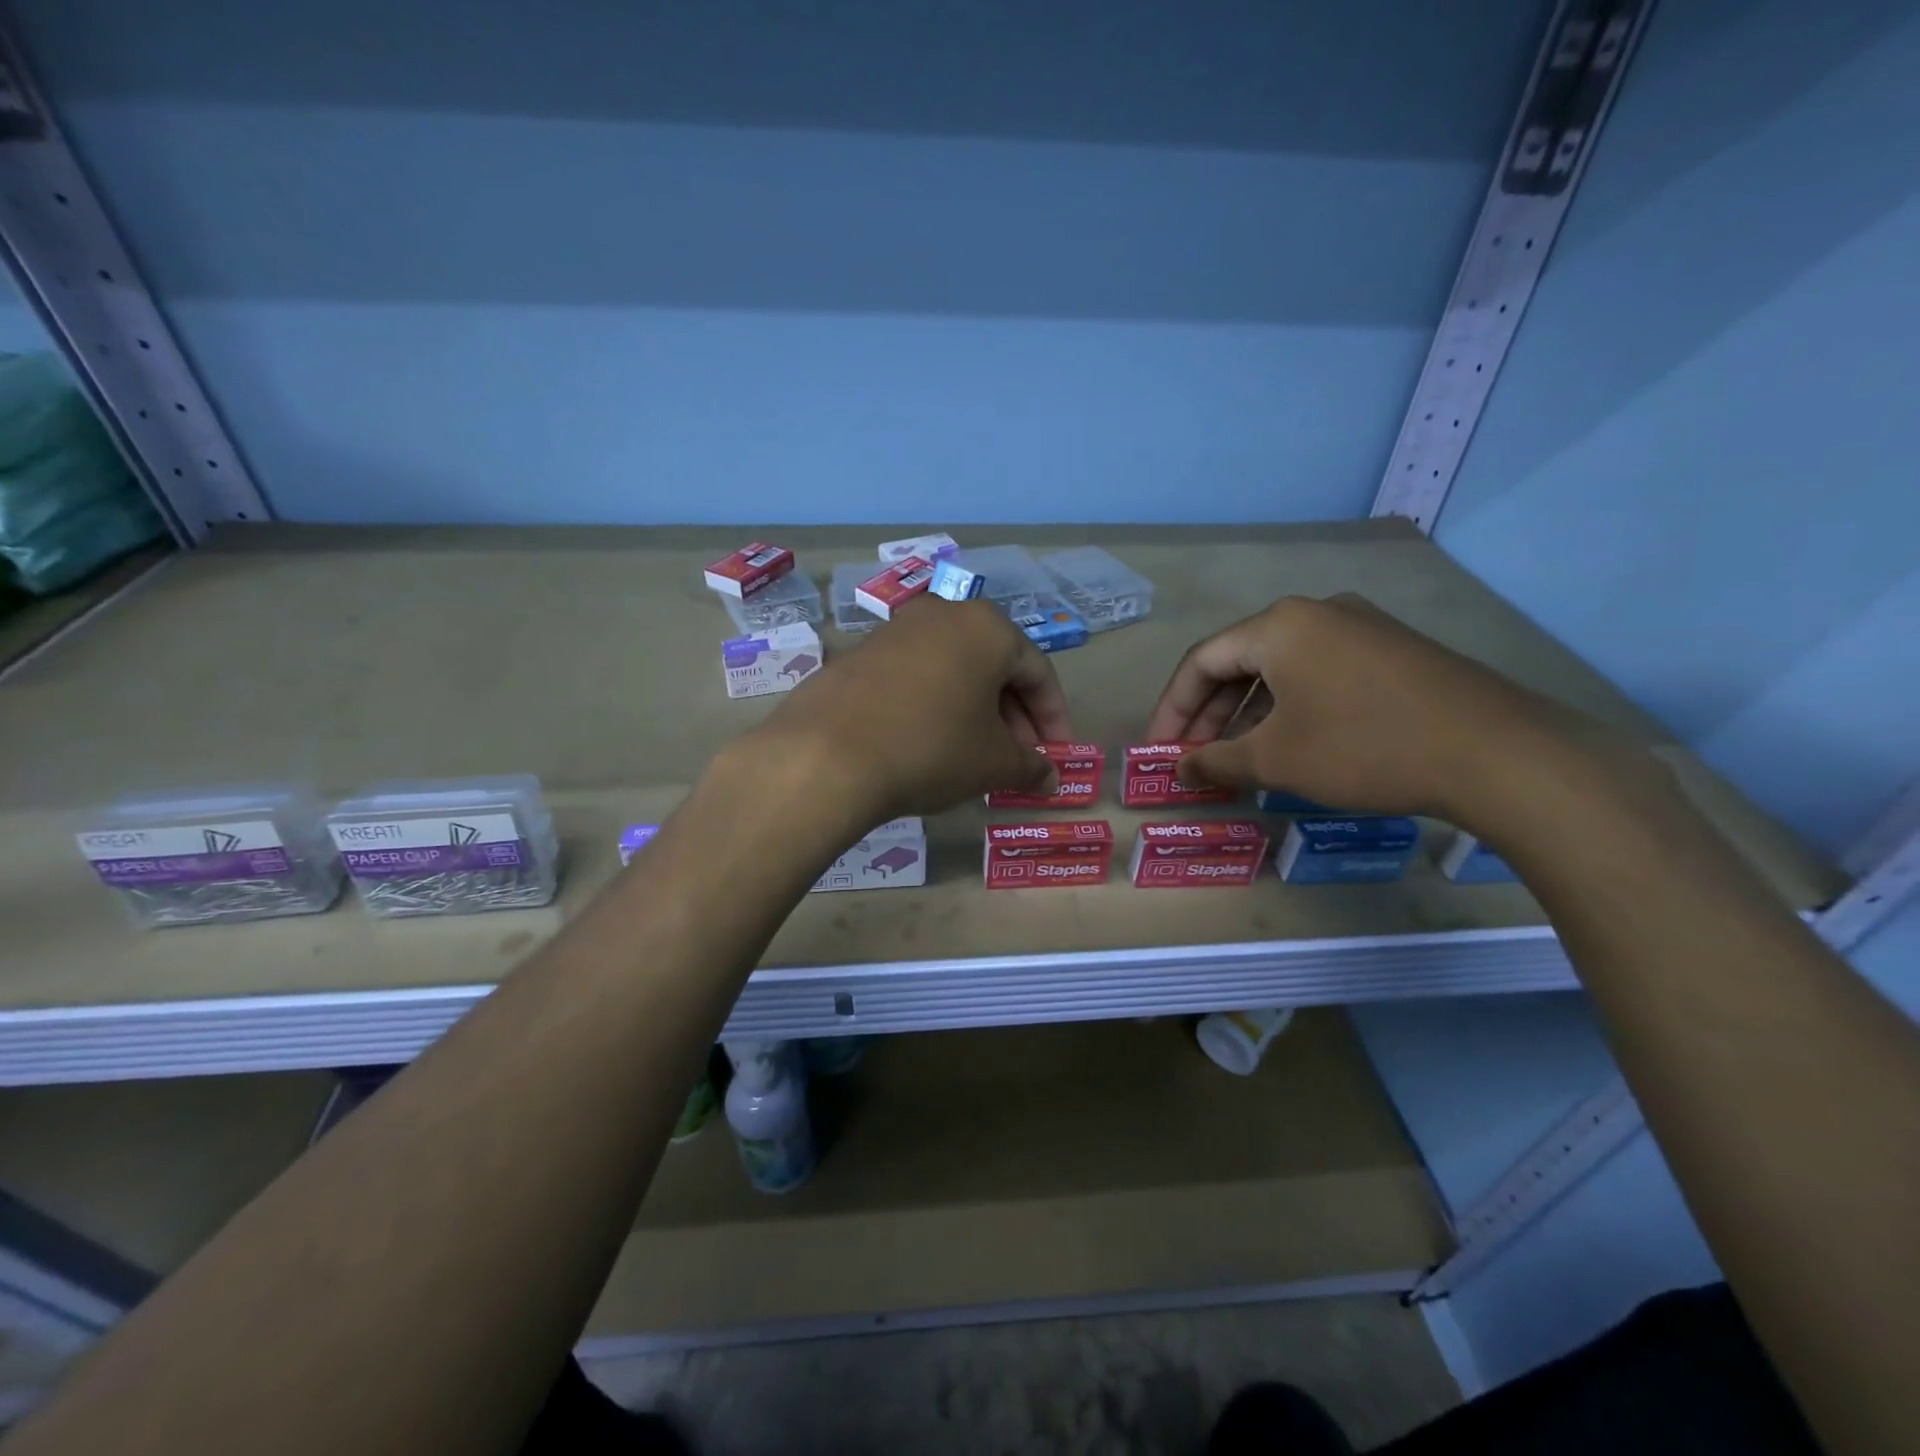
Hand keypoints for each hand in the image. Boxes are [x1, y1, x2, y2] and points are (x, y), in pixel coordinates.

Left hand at [746, 595, 1072, 823]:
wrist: (826, 754)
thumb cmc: (931, 748)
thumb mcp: (994, 763)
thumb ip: (1031, 766)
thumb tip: (1050, 778)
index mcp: (987, 627)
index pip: (1038, 672)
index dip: (1054, 718)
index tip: (1055, 756)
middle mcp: (943, 614)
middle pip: (994, 667)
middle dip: (1013, 717)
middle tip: (1018, 760)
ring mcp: (895, 630)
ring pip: (954, 671)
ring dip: (973, 713)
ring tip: (975, 757)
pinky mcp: (859, 654)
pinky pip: (915, 678)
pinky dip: (934, 707)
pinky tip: (929, 745)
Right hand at [1145, 593, 1599, 824]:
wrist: (1496, 753)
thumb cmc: (1363, 748)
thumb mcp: (1276, 760)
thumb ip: (1216, 762)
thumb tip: (1181, 768)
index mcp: (1278, 626)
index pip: (1201, 662)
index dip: (1172, 709)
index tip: (1160, 750)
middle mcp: (1316, 613)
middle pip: (1240, 661)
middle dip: (1210, 713)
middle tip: (1194, 757)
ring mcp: (1360, 626)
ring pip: (1281, 668)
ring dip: (1249, 713)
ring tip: (1237, 756)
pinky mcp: (1393, 650)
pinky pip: (1319, 672)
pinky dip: (1290, 706)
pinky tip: (1291, 742)